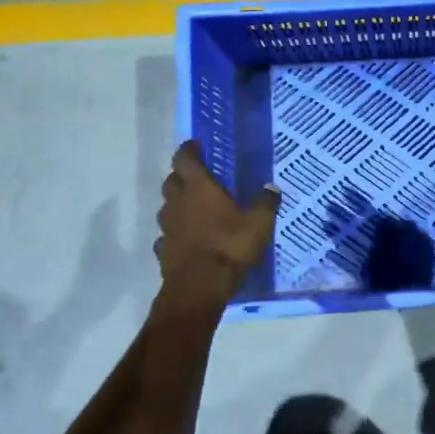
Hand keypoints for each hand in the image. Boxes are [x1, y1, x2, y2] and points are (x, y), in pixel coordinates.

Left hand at [155, 141, 280, 302]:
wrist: (199, 287)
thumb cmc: (230, 246)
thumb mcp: (259, 223)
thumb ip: (265, 203)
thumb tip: (272, 188)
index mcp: (199, 188)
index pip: (184, 159)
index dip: (188, 150)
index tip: (195, 146)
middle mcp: (178, 202)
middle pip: (171, 181)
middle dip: (181, 176)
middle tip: (197, 178)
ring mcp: (167, 227)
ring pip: (167, 207)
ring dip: (177, 204)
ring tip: (193, 209)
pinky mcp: (163, 251)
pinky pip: (166, 235)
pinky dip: (175, 233)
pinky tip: (186, 239)